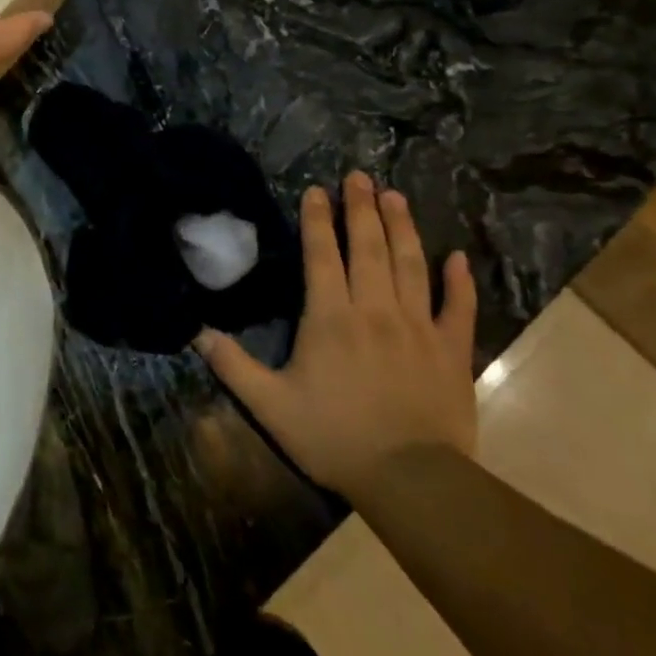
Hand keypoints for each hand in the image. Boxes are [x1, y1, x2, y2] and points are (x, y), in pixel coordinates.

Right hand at [195, 171, 477, 500]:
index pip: (321, 255)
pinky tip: (457, 256)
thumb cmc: (334, 437)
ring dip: (402, 227)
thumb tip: (196, 331)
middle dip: (361, 208)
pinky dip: (459, 280)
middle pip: (368, 247)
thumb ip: (233, 365)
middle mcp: (374, 309)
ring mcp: (418, 326)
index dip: (317, 220)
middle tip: (360, 176)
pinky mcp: (451, 350)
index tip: (317, 190)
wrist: (410, 479)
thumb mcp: (270, 405)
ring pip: (410, 264)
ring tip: (395, 196)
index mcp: (330, 317)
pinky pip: (458, 307)